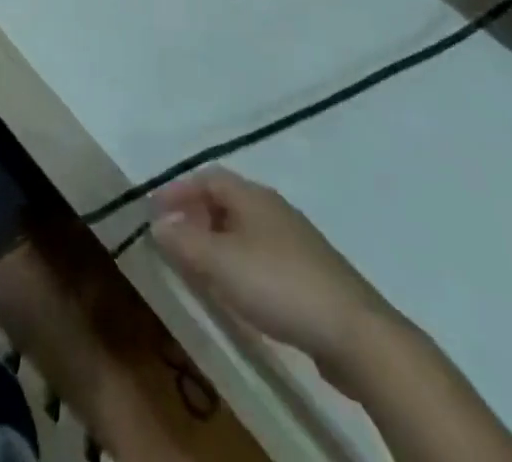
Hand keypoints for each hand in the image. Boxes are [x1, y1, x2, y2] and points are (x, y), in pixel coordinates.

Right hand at [152, 169, 400, 378]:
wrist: (355, 333)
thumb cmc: (278, 284)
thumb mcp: (220, 263)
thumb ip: (184, 241)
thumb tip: (156, 223)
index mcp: (252, 195)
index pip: (207, 177)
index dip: (178, 190)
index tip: (155, 210)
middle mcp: (273, 208)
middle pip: (227, 201)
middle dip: (197, 216)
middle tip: (175, 239)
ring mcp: (296, 240)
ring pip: (246, 229)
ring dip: (218, 241)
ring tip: (201, 268)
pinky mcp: (312, 273)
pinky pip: (264, 255)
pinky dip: (241, 263)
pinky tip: (239, 292)